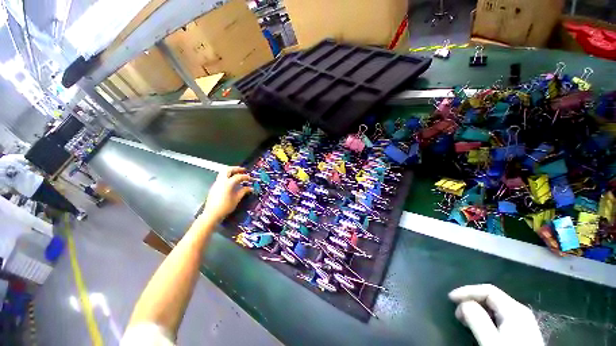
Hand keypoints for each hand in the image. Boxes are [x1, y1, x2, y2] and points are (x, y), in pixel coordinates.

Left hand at [201, 166, 251, 222]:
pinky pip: (221, 177)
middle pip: (228, 169)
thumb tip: (250, 188)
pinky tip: (232, 181)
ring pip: (223, 172)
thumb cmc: (226, 207)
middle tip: (243, 170)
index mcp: (228, 183)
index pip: (238, 176)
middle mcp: (221, 181)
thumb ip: (244, 191)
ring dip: (231, 171)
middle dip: (236, 168)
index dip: (246, 177)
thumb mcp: (237, 199)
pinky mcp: (214, 186)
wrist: (212, 214)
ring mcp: (216, 183)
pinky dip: (227, 176)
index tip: (250, 179)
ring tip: (237, 174)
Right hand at [449, 284, 543, 345]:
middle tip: (457, 313)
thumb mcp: (492, 342)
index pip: (487, 290)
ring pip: (495, 307)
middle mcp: (520, 311)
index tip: (450, 299)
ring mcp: (523, 321)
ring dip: (477, 309)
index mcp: (514, 309)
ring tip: (465, 320)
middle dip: (471, 300)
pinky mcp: (521, 331)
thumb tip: (463, 303)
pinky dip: (485, 317)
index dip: (466, 291)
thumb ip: (478, 321)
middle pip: (491, 297)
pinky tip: (480, 327)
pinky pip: (499, 317)